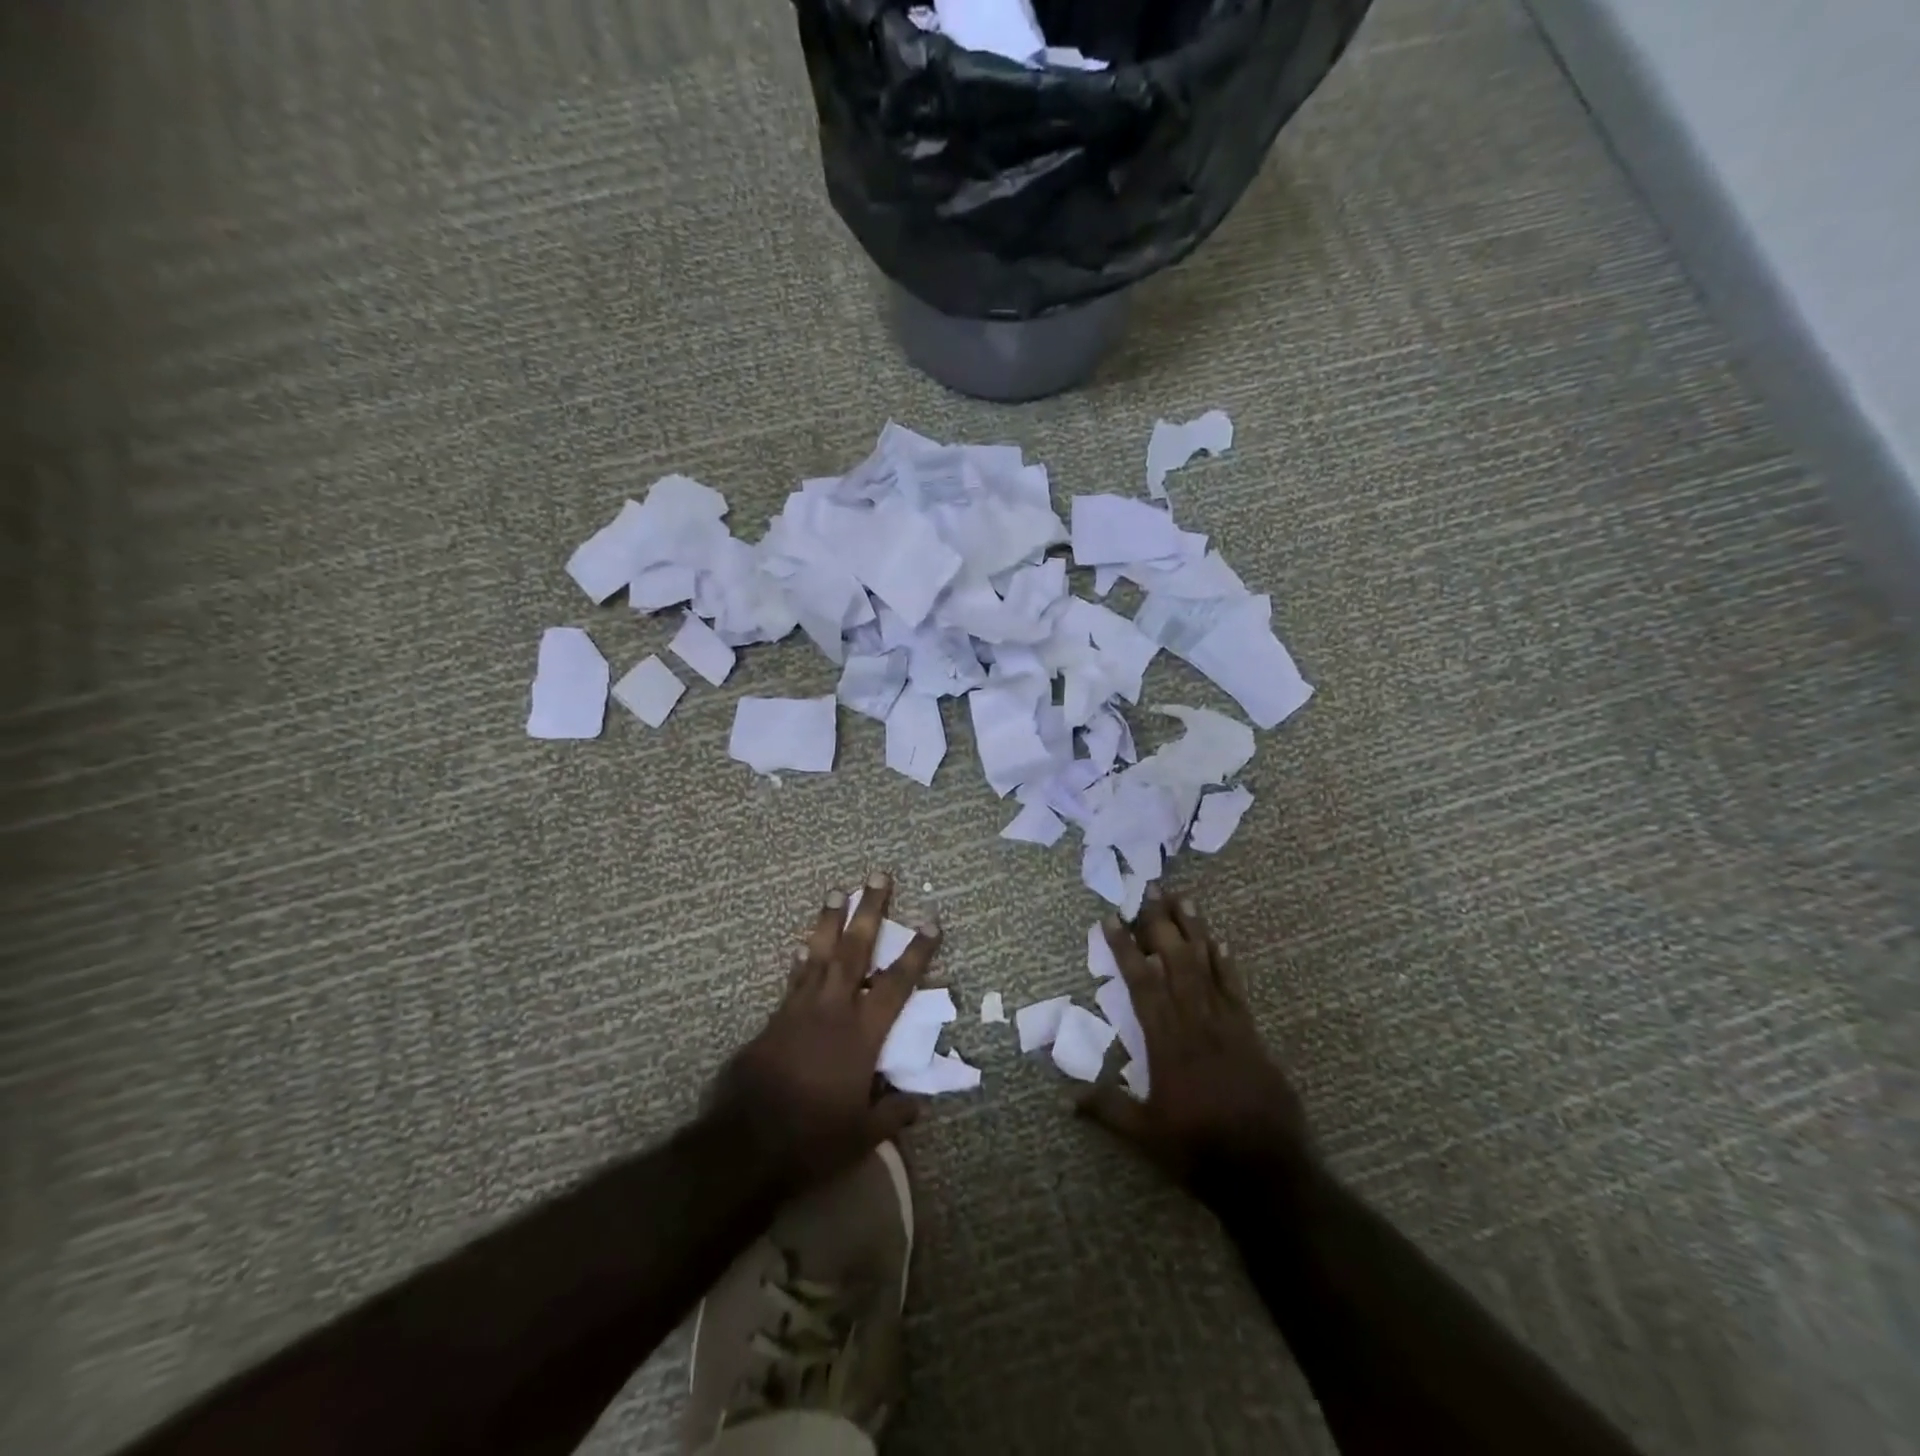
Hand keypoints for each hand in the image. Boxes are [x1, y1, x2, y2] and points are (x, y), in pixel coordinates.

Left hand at [707, 872, 939, 1190]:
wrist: (746, 1143)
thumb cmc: (812, 1137)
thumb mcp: (862, 1134)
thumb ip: (893, 1113)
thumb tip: (917, 1102)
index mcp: (863, 1034)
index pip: (898, 984)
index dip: (917, 951)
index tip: (931, 921)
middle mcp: (834, 1010)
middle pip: (856, 950)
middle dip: (869, 911)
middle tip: (877, 876)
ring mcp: (801, 1009)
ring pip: (821, 953)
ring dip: (831, 920)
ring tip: (838, 890)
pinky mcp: (776, 1018)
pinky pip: (795, 977)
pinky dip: (803, 957)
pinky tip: (804, 942)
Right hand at [1079, 889, 1312, 1201]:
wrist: (1268, 1173)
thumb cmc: (1200, 1151)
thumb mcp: (1145, 1136)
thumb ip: (1106, 1109)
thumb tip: (1064, 1097)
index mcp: (1166, 1042)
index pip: (1142, 982)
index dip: (1125, 948)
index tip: (1111, 918)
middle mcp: (1195, 1023)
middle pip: (1176, 961)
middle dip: (1160, 924)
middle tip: (1149, 889)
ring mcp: (1227, 1025)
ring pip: (1207, 967)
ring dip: (1194, 931)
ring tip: (1183, 899)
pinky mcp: (1251, 1035)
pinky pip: (1236, 989)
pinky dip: (1226, 963)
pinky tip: (1220, 941)